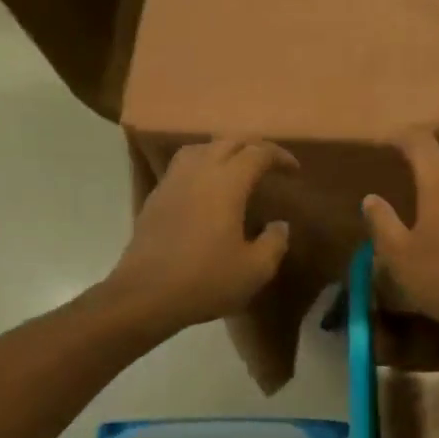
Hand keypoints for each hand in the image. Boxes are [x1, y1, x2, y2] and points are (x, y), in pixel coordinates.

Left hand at [107, 139, 296, 332]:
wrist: (145, 295)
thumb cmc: (205, 280)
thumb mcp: (255, 270)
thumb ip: (274, 242)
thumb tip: (279, 225)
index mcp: (227, 183)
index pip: (257, 153)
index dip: (279, 156)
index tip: (293, 170)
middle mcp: (198, 171)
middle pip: (228, 141)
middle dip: (252, 147)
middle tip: (268, 165)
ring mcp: (172, 182)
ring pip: (200, 149)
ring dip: (223, 151)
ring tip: (235, 170)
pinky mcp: (155, 198)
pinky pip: (182, 167)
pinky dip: (201, 166)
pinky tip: (206, 190)